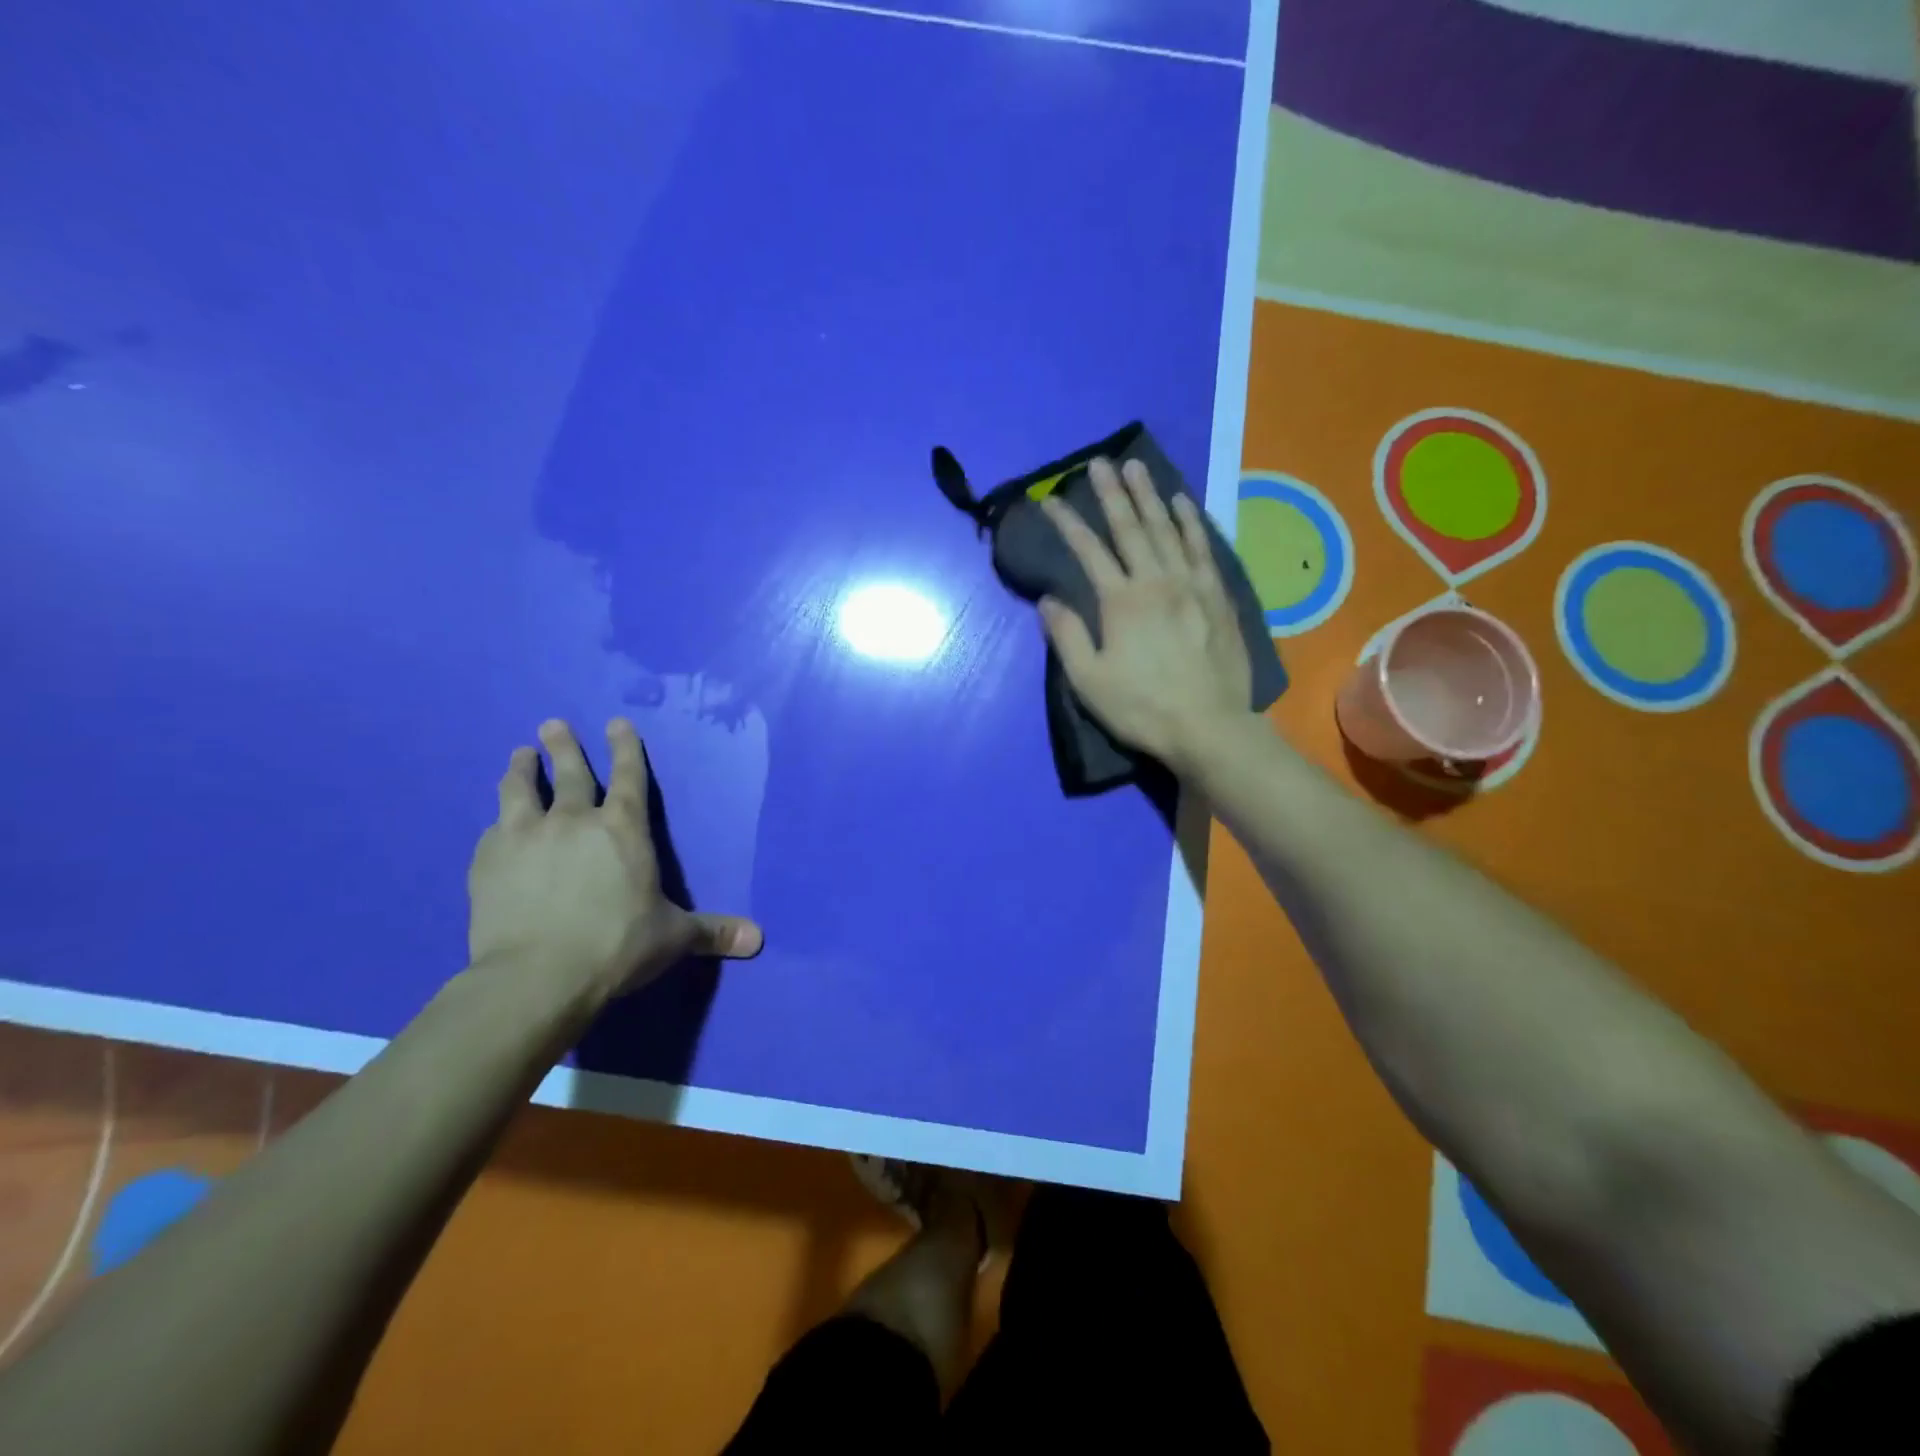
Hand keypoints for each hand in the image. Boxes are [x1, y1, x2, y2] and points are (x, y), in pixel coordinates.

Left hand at [468, 718, 762, 1004]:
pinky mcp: (487, 861)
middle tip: (552, 723)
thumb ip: (712, 931)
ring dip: (521, 770)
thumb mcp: (672, 937)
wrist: (537, 976)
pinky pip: (494, 829)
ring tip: (519, 755)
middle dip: (564, 746)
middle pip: (570, 773)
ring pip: (521, 791)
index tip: (616, 723)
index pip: (629, 776)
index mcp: (623, 829)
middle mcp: (574, 821)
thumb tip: (758, 939)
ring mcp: (526, 837)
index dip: (625, 748)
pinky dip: (498, 821)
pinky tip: (495, 822)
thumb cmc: (616, 946)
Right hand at [1038, 458, 1254, 775]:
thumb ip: (1067, 636)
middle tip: (1100, 462)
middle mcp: (1156, 581)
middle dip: (1112, 493)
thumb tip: (1048, 600)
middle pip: (1131, 528)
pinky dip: (1191, 522)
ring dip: (1150, 496)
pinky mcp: (1217, 596)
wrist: (1209, 726)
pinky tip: (1183, 503)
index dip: (1069, 523)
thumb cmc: (1142, 707)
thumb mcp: (1089, 681)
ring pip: (1168, 529)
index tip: (1052, 500)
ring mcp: (1191, 585)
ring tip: (1137, 468)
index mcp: (1121, 602)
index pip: (1089, 551)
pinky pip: (1202, 548)